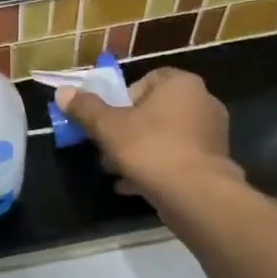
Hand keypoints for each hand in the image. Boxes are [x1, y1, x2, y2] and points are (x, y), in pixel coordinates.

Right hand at [54, 67, 232, 199]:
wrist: (197, 196)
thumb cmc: (151, 149)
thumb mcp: (108, 127)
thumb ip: (86, 108)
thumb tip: (62, 92)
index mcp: (181, 84)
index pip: (147, 80)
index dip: (122, 99)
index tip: (109, 120)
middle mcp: (202, 102)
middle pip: (153, 111)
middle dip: (126, 130)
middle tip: (107, 149)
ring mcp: (212, 134)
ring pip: (164, 137)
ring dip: (139, 151)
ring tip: (116, 171)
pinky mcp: (214, 163)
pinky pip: (178, 159)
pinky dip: (157, 169)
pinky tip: (133, 186)